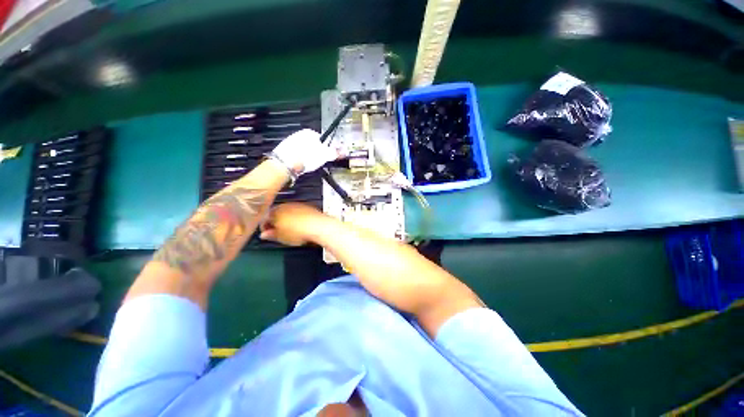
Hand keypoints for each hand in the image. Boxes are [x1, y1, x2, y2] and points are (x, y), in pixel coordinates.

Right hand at [259, 203, 332, 245]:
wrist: (318, 226)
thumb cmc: (299, 231)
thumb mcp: (281, 237)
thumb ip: (271, 235)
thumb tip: (264, 235)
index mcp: (275, 211)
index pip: (265, 218)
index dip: (265, 227)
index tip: (267, 234)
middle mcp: (286, 206)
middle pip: (276, 214)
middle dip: (275, 223)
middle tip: (277, 233)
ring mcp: (298, 205)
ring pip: (287, 212)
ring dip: (286, 221)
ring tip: (289, 231)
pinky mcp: (308, 208)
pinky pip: (298, 213)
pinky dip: (296, 219)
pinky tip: (299, 227)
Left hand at [270, 129, 338, 175]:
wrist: (285, 164)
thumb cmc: (307, 157)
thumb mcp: (324, 155)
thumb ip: (335, 152)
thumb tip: (345, 151)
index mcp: (309, 132)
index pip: (323, 139)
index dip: (328, 148)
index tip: (329, 157)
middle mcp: (299, 134)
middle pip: (314, 145)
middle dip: (318, 153)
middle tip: (321, 162)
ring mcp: (290, 142)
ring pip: (305, 150)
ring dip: (309, 157)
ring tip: (311, 166)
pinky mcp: (285, 151)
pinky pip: (297, 155)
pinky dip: (301, 160)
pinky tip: (302, 166)